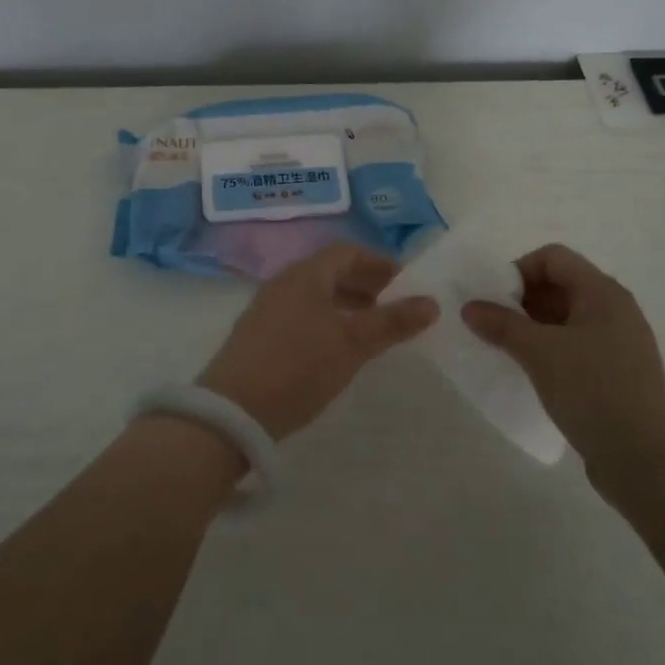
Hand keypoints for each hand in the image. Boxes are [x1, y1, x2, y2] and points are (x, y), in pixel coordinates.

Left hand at [198, 244, 439, 440]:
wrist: (232, 412)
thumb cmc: (299, 367)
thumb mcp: (353, 344)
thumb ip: (392, 322)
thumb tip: (431, 302)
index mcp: (306, 274)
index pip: (347, 252)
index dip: (379, 263)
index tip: (405, 284)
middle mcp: (284, 282)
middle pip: (330, 270)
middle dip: (364, 284)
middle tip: (393, 306)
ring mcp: (266, 307)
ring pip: (315, 293)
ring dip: (346, 303)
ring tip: (371, 329)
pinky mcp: (257, 334)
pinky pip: (300, 313)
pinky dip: (326, 319)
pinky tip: (336, 348)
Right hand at [462, 244, 664, 490]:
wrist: (648, 462)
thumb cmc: (594, 391)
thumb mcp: (540, 353)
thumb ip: (502, 325)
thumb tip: (470, 307)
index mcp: (603, 293)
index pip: (553, 258)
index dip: (519, 270)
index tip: (493, 299)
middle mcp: (614, 310)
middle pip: (559, 285)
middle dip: (521, 299)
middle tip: (492, 324)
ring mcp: (617, 344)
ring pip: (565, 318)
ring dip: (531, 327)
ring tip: (504, 349)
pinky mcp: (615, 374)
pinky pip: (574, 346)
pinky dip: (548, 350)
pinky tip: (529, 372)